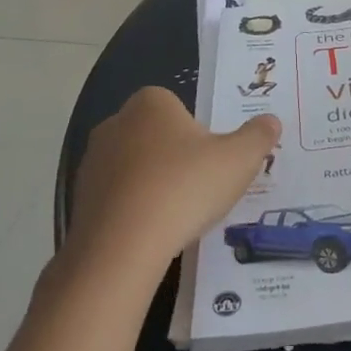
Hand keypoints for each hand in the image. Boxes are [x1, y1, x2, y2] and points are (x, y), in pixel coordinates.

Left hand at [70, 88, 278, 275]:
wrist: (121, 247)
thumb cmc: (184, 187)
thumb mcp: (239, 159)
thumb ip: (258, 137)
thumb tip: (271, 122)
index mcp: (151, 103)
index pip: (178, 107)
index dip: (198, 134)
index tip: (212, 161)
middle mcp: (115, 123)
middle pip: (156, 136)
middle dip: (175, 158)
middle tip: (200, 188)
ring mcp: (93, 162)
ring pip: (134, 168)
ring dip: (153, 185)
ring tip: (177, 217)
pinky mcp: (79, 200)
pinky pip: (116, 199)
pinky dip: (133, 211)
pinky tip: (151, 233)